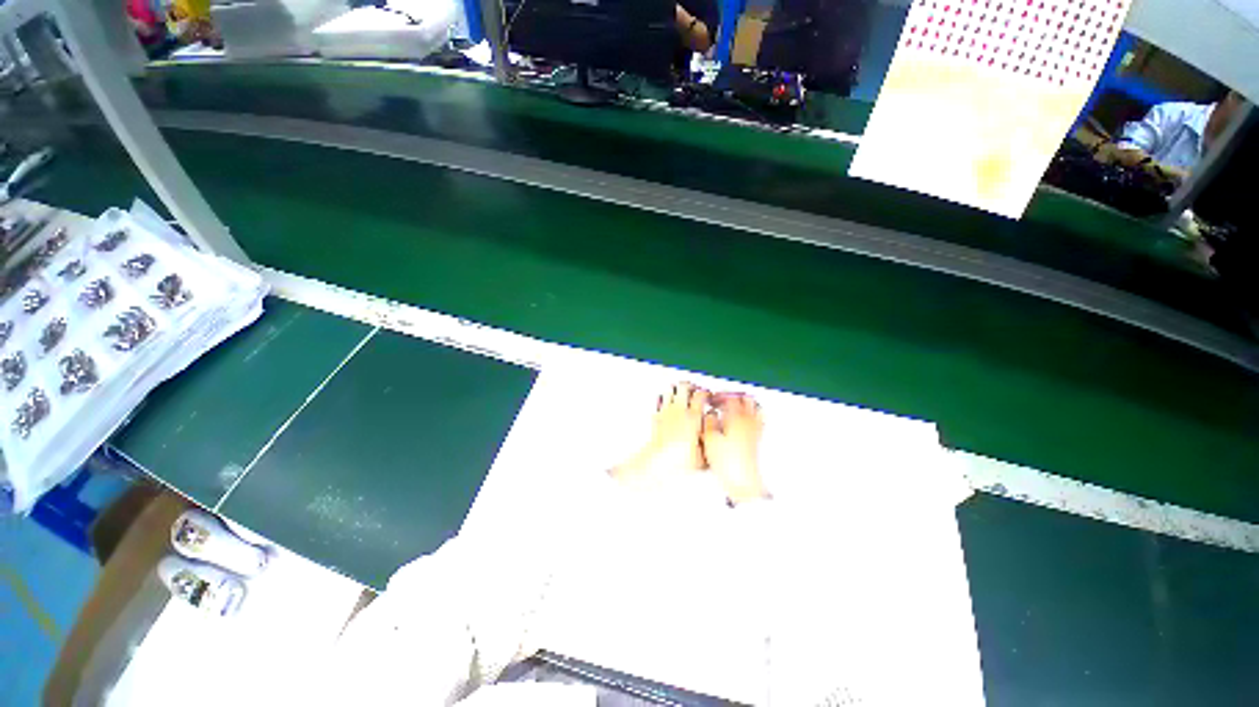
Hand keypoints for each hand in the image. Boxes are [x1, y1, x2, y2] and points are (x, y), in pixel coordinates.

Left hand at [611, 383, 709, 486]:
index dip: (706, 393)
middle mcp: (679, 409)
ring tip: (681, 396)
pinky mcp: (656, 415)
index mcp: (693, 416)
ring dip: (676, 390)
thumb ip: (710, 437)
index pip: (701, 394)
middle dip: (691, 386)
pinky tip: (667, 405)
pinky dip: (664, 399)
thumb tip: (714, 429)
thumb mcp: (704, 451)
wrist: (659, 460)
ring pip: (670, 389)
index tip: (708, 396)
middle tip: (694, 391)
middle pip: (684, 386)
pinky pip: (659, 400)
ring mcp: (666, 411)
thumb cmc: (680, 458)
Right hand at [702, 393, 768, 504]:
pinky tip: (742, 424)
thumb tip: (710, 414)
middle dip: (734, 397)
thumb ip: (709, 422)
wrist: (743, 482)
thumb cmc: (727, 461)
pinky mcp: (758, 440)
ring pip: (755, 409)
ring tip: (733, 410)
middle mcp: (749, 420)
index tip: (712, 400)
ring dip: (745, 406)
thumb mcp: (709, 439)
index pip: (730, 398)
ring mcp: (756, 430)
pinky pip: (758, 421)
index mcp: (736, 417)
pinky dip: (750, 417)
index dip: (720, 396)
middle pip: (747, 399)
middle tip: (724, 401)